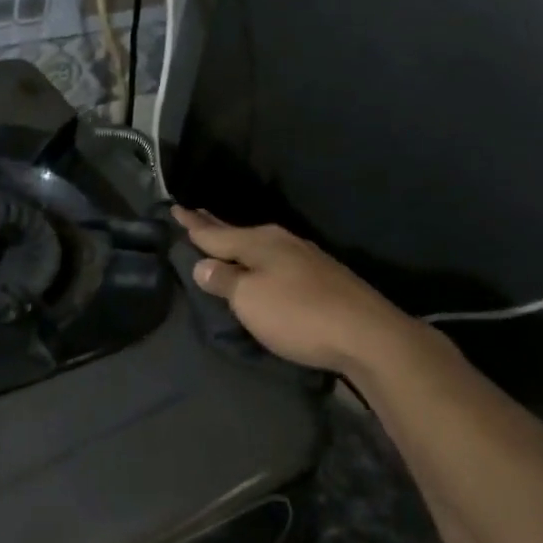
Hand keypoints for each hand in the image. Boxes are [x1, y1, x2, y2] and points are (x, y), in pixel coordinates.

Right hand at [172, 206, 422, 374]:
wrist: (366, 334)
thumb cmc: (298, 314)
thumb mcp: (250, 299)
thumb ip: (224, 280)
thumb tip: (202, 265)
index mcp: (259, 243)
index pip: (216, 233)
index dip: (194, 225)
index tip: (176, 208)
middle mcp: (282, 242)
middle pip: (239, 234)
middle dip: (215, 227)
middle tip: (195, 214)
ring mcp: (305, 258)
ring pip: (260, 245)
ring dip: (239, 242)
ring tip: (224, 238)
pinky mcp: (322, 277)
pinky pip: (277, 258)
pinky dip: (260, 257)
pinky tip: (263, 263)